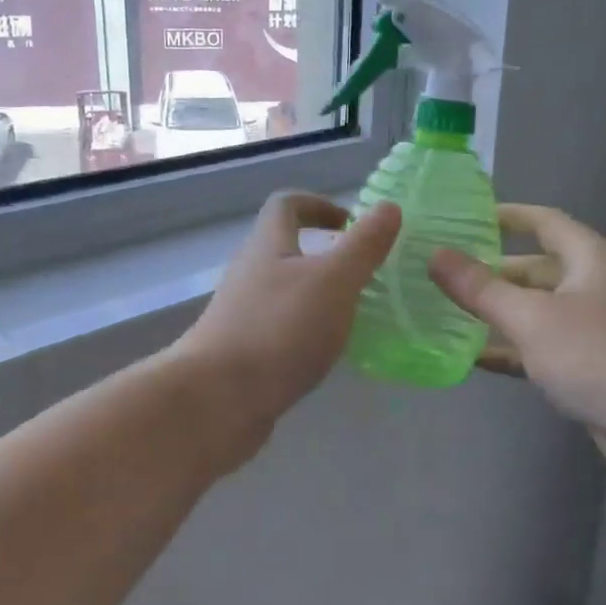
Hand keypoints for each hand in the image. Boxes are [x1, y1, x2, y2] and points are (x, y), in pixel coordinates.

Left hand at [174, 192, 401, 431]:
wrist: (216, 400)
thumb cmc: (279, 330)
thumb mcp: (333, 281)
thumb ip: (363, 245)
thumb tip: (388, 206)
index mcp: (268, 246)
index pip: (286, 205)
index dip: (318, 204)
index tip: (350, 223)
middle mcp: (249, 273)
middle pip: (284, 249)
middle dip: (324, 255)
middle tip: (363, 273)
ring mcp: (242, 314)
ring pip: (283, 291)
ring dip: (317, 295)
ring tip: (352, 315)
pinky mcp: (242, 352)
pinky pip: (279, 328)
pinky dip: (305, 331)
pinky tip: (326, 353)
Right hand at [427, 205, 605, 487]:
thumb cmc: (601, 356)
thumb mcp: (532, 317)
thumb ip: (481, 288)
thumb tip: (436, 256)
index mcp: (589, 260)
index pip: (544, 222)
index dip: (507, 216)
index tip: (465, 217)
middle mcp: (594, 288)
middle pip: (536, 269)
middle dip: (491, 271)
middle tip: (443, 272)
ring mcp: (595, 330)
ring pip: (537, 312)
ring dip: (498, 313)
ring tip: (446, 312)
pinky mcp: (592, 368)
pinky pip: (543, 349)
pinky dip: (512, 350)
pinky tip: (475, 357)